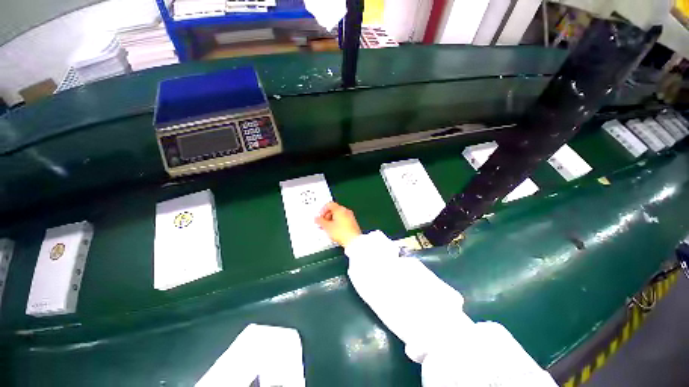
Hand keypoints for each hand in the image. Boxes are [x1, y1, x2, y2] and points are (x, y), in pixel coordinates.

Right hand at [315, 202, 361, 247]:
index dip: (322, 210)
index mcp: (339, 209)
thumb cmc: (341, 232)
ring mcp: (350, 216)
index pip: (329, 204)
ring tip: (328, 228)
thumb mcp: (327, 227)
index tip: (320, 217)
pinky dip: (337, 222)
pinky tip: (335, 230)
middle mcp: (345, 211)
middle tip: (322, 223)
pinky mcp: (353, 222)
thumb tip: (316, 218)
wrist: (354, 241)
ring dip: (331, 219)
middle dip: (326, 215)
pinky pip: (343, 219)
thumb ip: (320, 221)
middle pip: (334, 209)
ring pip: (338, 214)